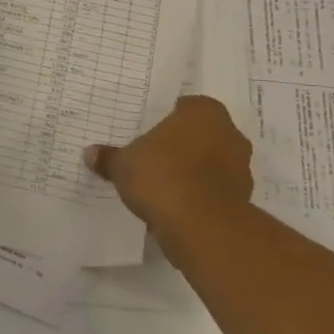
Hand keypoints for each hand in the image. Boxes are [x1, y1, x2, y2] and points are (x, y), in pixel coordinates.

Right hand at [84, 95, 253, 241]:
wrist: (202, 226)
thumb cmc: (162, 176)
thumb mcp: (124, 165)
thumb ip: (109, 158)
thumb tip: (89, 154)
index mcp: (203, 112)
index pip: (186, 106)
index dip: (169, 120)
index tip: (151, 135)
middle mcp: (229, 133)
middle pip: (203, 134)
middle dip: (184, 145)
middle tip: (156, 158)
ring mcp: (241, 168)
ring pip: (213, 163)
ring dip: (195, 172)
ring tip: (166, 187)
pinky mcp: (244, 199)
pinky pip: (217, 191)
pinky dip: (202, 197)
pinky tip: (178, 208)